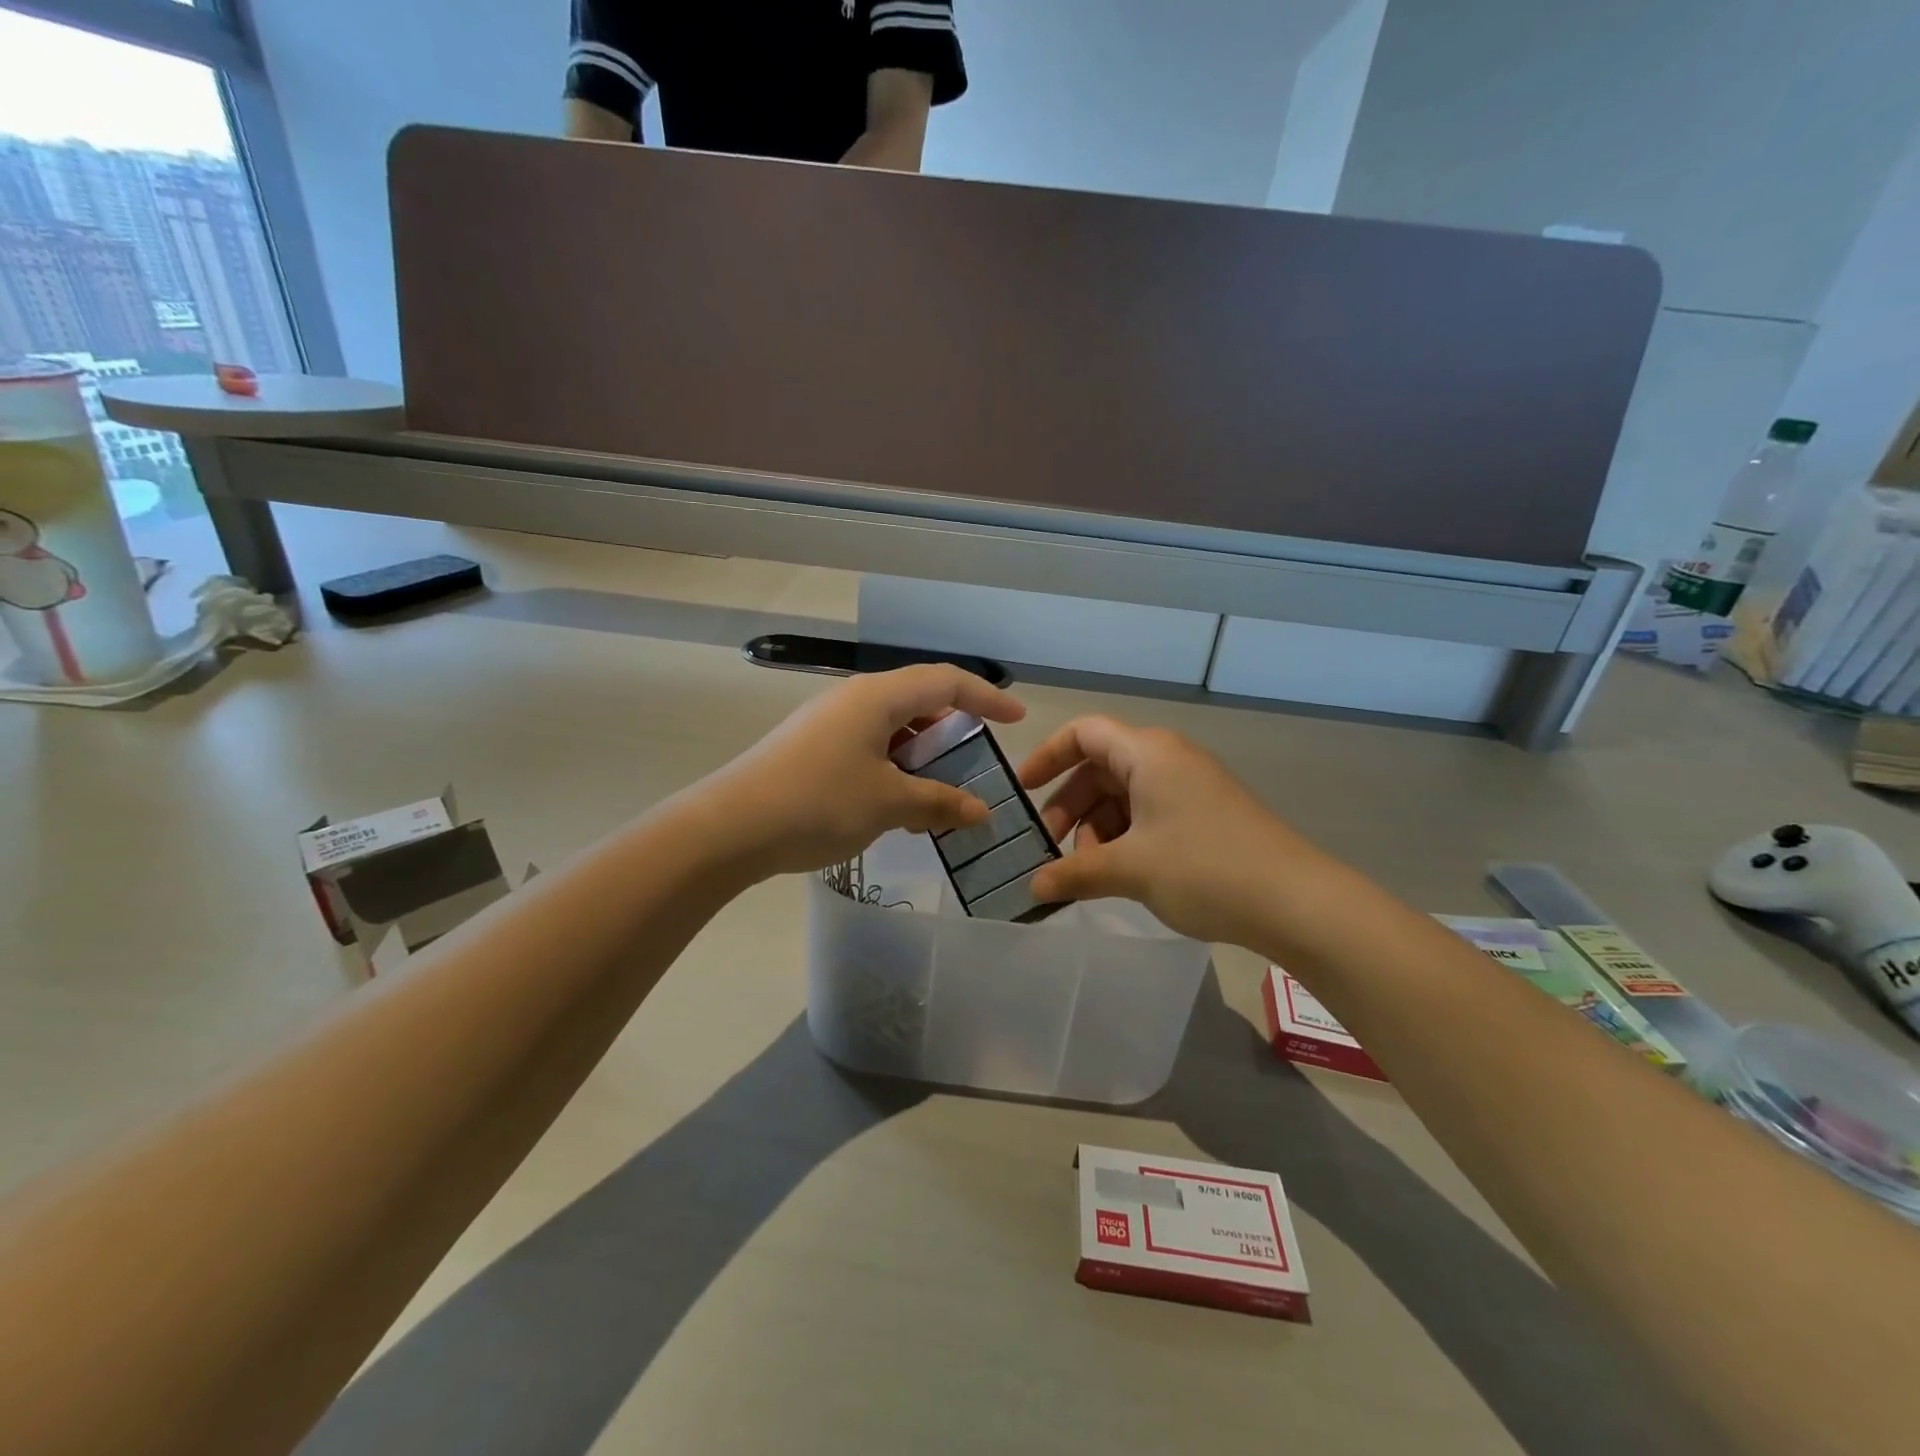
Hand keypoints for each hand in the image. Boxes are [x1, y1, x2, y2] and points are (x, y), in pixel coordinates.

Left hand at [708, 665, 1024, 876]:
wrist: (727, 828)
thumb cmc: (817, 803)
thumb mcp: (887, 803)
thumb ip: (939, 802)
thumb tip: (980, 812)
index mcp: (876, 697)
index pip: (945, 681)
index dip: (986, 697)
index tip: (1016, 719)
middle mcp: (852, 700)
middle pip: (917, 703)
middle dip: (950, 734)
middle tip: (972, 768)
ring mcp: (827, 724)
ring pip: (890, 731)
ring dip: (920, 759)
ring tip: (935, 798)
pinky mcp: (810, 749)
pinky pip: (866, 749)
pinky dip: (892, 771)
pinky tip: (894, 808)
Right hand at [1019, 717, 1337, 947]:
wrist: (1297, 902)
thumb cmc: (1205, 869)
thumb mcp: (1131, 870)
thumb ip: (1075, 874)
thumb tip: (1032, 887)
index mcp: (1148, 752)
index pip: (1083, 733)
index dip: (1047, 756)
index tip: (1021, 792)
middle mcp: (1168, 759)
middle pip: (1100, 767)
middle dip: (1069, 806)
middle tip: (1049, 848)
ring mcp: (1190, 787)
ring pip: (1124, 795)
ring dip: (1097, 828)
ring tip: (1089, 872)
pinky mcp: (1206, 814)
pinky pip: (1149, 813)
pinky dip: (1125, 838)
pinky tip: (1119, 874)